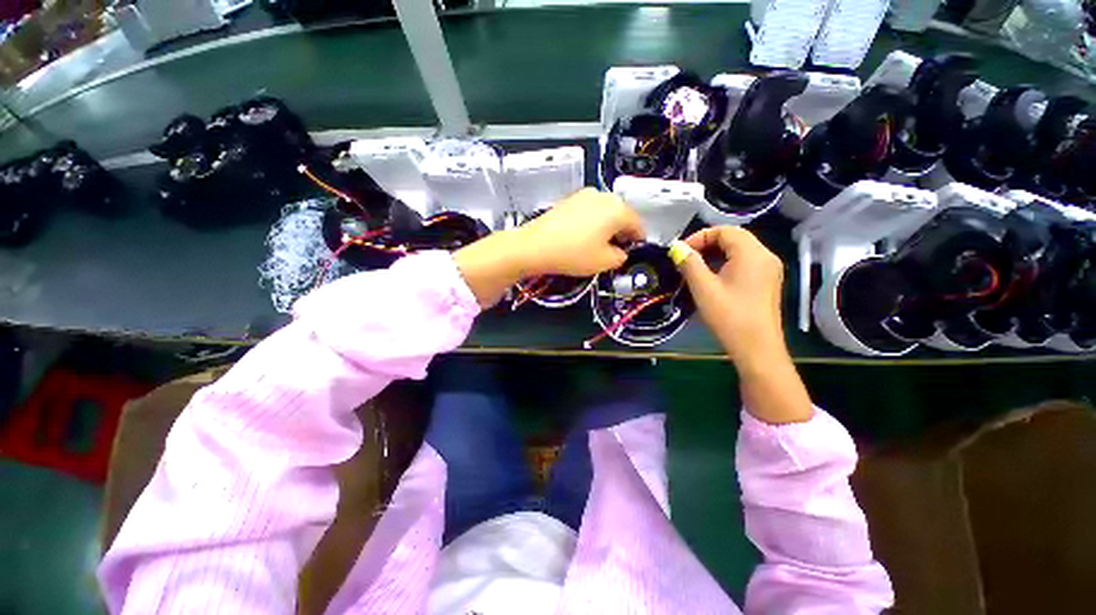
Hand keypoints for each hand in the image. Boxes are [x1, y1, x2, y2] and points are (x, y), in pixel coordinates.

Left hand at [454, 189, 644, 306]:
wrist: (534, 246)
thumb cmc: (573, 254)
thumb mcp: (604, 262)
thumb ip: (621, 256)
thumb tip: (620, 251)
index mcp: (618, 209)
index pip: (638, 225)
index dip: (638, 241)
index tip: (633, 251)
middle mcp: (603, 196)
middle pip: (622, 215)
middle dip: (621, 232)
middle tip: (615, 251)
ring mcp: (584, 195)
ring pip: (605, 212)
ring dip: (606, 227)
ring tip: (597, 245)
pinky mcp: (569, 199)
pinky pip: (589, 211)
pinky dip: (592, 223)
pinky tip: (582, 237)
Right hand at [675, 226, 812, 423]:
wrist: (757, 348)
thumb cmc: (729, 316)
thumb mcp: (703, 288)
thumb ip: (689, 263)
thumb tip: (677, 248)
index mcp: (752, 253)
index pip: (724, 230)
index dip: (699, 237)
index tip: (680, 252)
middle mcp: (765, 256)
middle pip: (733, 238)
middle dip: (706, 244)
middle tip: (685, 259)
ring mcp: (769, 269)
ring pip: (738, 250)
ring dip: (715, 254)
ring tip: (694, 268)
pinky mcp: (767, 282)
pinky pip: (744, 263)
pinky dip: (725, 264)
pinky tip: (711, 278)